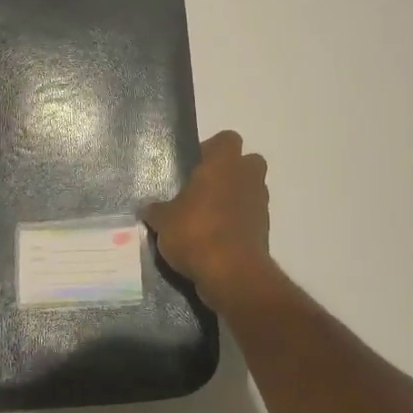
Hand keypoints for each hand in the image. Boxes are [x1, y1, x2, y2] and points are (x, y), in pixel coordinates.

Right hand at [142, 131, 271, 306]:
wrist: (231, 274)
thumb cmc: (195, 233)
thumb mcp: (163, 221)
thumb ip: (156, 210)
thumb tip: (147, 207)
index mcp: (223, 163)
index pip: (227, 139)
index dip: (212, 148)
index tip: (195, 166)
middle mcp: (247, 177)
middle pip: (248, 161)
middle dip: (231, 171)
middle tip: (205, 188)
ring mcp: (260, 204)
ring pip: (251, 190)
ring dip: (236, 198)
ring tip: (208, 216)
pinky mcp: (265, 230)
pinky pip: (251, 217)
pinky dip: (239, 223)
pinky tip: (216, 239)